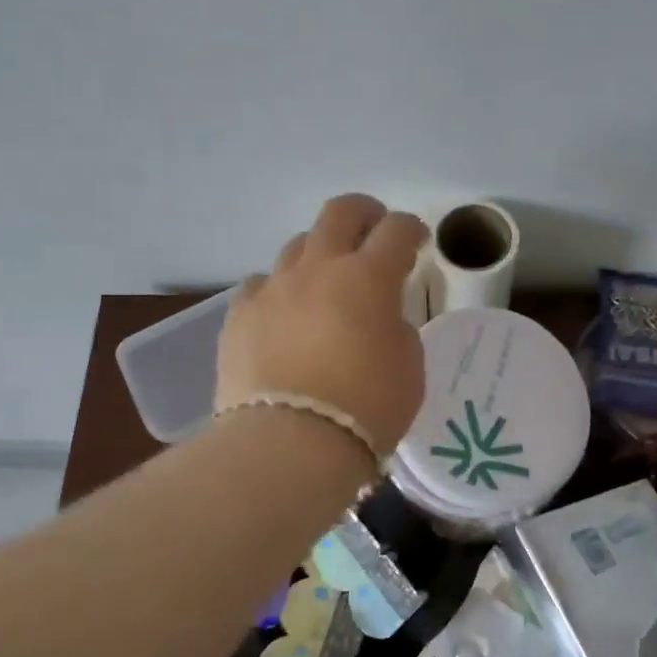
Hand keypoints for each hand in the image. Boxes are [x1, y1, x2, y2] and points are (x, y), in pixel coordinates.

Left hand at [216, 194, 428, 455]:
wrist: (289, 444)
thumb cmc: (365, 409)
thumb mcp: (409, 369)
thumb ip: (397, 330)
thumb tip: (379, 319)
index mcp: (368, 278)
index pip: (396, 231)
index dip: (412, 229)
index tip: (418, 242)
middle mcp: (318, 269)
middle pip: (339, 212)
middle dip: (364, 213)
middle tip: (373, 231)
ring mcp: (273, 288)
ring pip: (297, 246)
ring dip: (319, 254)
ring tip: (326, 280)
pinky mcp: (239, 315)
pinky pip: (261, 285)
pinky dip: (279, 291)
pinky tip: (283, 313)